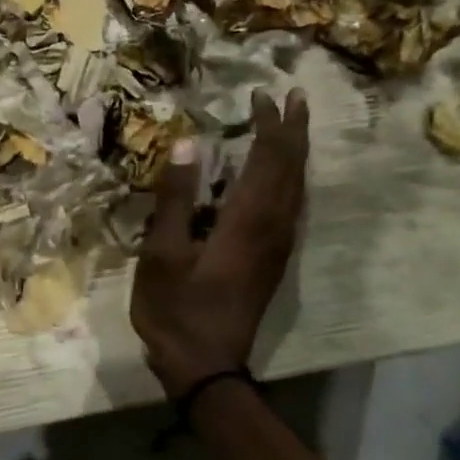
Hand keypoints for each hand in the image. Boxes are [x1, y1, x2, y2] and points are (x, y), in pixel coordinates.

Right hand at [132, 88, 309, 395]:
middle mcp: (274, 228)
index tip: (261, 94)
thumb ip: (176, 197)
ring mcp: (278, 247)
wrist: (204, 365)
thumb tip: (192, 142)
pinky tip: (280, 178)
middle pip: (292, 169)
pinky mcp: (272, 261)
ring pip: (297, 188)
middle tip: (294, 96)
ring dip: (296, 153)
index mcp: (247, 221)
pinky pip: (292, 206)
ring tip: (292, 127)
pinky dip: (290, 179)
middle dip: (293, 130)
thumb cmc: (175, 308)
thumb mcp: (162, 252)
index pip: (268, 159)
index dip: (269, 124)